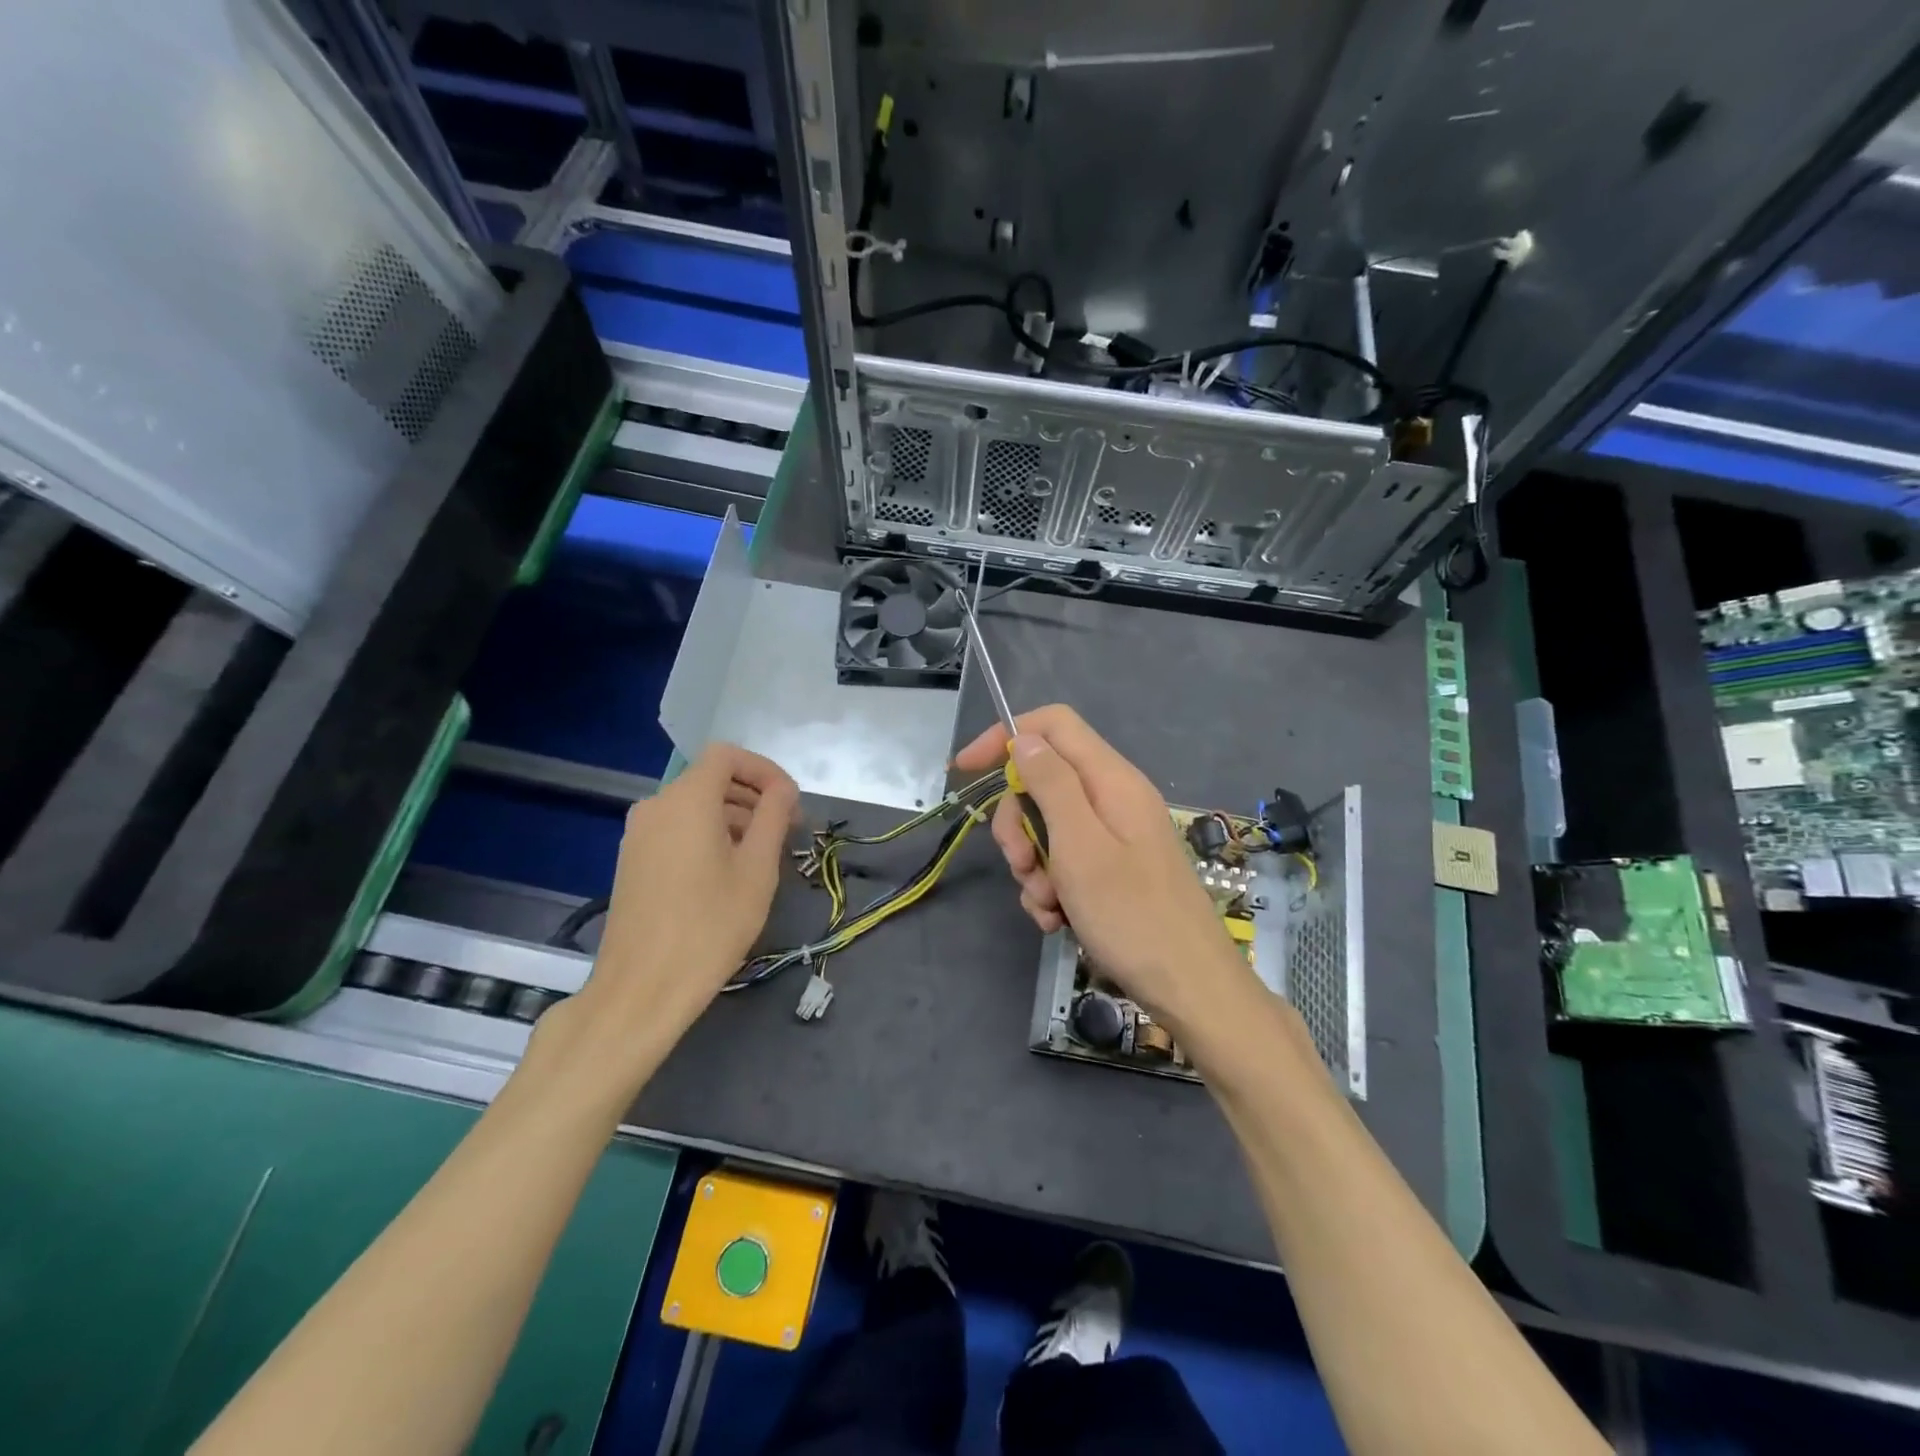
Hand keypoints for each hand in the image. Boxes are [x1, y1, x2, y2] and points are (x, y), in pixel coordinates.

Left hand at [578, 743, 797, 1040]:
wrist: (642, 988)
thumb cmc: (710, 925)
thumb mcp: (757, 869)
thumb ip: (774, 816)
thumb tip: (783, 789)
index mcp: (686, 800)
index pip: (726, 756)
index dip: (763, 770)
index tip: (790, 802)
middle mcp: (656, 806)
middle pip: (710, 780)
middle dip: (753, 796)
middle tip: (787, 831)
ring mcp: (638, 834)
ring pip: (694, 806)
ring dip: (734, 818)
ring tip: (763, 855)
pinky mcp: (632, 860)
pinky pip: (677, 829)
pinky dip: (708, 835)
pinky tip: (728, 872)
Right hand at [953, 706, 1250, 1037]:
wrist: (1189, 987)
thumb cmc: (1131, 914)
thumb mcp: (1079, 845)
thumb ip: (1051, 784)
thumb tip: (1022, 738)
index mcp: (1111, 779)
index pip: (1052, 725)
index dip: (1006, 735)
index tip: (968, 770)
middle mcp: (1114, 798)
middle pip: (1044, 781)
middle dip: (1018, 824)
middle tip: (1021, 864)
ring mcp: (1115, 836)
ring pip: (1048, 828)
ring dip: (1033, 866)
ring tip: (1047, 905)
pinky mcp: (1114, 870)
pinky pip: (1065, 861)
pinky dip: (1052, 888)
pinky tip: (1057, 920)